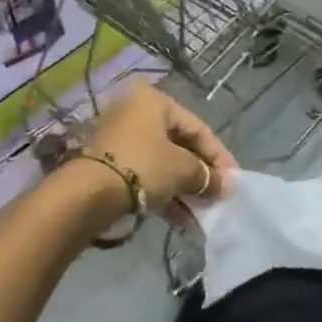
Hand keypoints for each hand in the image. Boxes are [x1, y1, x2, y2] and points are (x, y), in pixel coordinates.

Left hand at [84, 80, 235, 221]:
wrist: (87, 194)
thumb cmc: (142, 166)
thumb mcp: (181, 169)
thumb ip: (207, 176)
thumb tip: (227, 185)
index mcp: (154, 100)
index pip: (198, 127)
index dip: (219, 156)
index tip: (234, 180)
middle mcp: (136, 112)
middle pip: (180, 145)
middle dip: (200, 175)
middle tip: (218, 197)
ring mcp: (121, 139)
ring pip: (163, 164)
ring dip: (185, 189)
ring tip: (203, 214)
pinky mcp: (111, 165)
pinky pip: (147, 176)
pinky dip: (165, 195)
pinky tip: (183, 221)